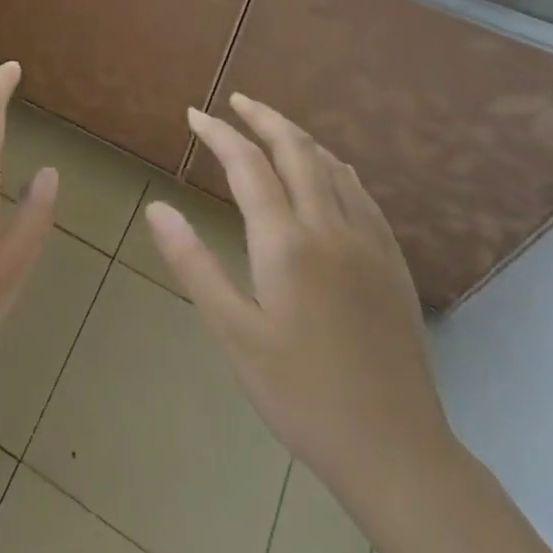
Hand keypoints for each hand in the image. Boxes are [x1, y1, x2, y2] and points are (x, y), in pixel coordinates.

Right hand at [146, 94, 450, 493]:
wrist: (395, 451)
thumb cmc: (300, 393)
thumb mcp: (233, 333)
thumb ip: (193, 264)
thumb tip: (157, 208)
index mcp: (286, 242)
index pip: (248, 165)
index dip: (219, 134)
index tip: (194, 115)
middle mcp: (329, 228)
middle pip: (296, 151)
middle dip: (264, 118)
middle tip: (236, 101)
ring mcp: (368, 243)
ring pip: (332, 166)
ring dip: (299, 137)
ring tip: (273, 125)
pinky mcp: (391, 263)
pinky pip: (362, 193)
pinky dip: (335, 166)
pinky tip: (330, 169)